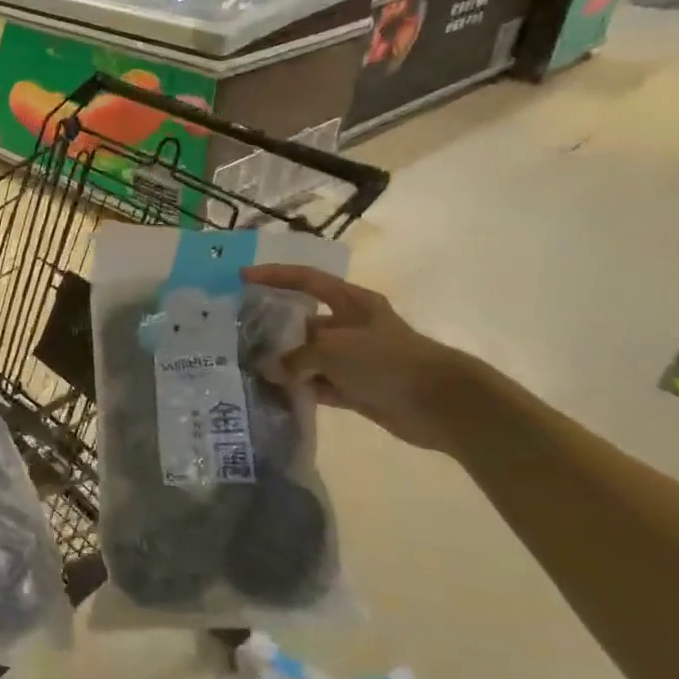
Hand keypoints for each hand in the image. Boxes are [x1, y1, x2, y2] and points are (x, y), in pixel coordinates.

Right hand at [240, 264, 480, 453]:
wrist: (439, 404)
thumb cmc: (386, 360)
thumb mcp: (333, 349)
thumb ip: (295, 357)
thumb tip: (271, 370)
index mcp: (351, 302)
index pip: (306, 280)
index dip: (274, 275)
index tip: (242, 277)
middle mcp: (350, 326)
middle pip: (303, 321)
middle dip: (273, 328)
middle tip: (238, 334)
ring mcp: (353, 359)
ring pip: (308, 356)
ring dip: (284, 364)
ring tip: (248, 368)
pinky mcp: (356, 388)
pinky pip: (319, 385)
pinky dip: (299, 389)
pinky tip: (273, 393)